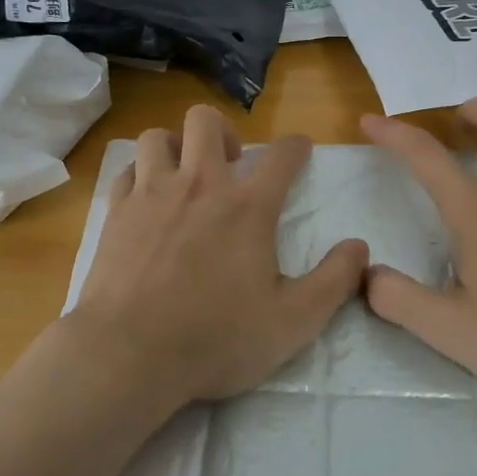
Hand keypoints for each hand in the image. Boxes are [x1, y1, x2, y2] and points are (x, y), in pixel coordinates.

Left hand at [69, 104, 369, 403]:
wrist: (129, 354)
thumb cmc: (216, 338)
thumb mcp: (293, 321)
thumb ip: (334, 280)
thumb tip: (360, 247)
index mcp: (248, 207)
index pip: (282, 155)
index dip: (296, 146)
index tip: (300, 150)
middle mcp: (200, 185)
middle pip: (206, 121)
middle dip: (223, 132)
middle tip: (229, 166)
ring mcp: (152, 194)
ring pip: (158, 137)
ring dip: (175, 146)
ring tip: (184, 174)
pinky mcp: (116, 213)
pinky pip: (126, 170)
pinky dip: (140, 175)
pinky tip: (147, 198)